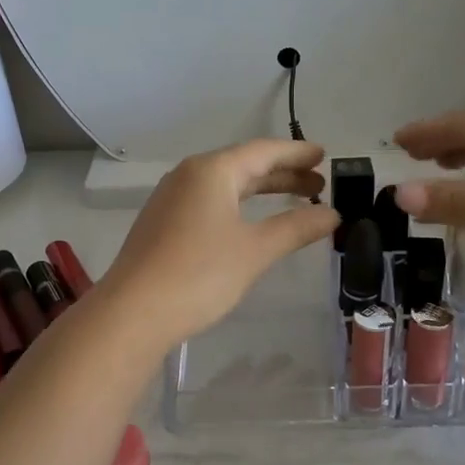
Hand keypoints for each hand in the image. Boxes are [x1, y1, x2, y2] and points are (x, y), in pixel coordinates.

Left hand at [98, 139, 339, 347]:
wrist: (133, 313)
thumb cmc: (199, 274)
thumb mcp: (256, 250)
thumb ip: (296, 228)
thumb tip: (332, 214)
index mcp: (212, 171)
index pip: (263, 151)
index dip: (296, 153)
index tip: (323, 155)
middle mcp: (189, 176)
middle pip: (244, 166)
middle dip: (283, 174)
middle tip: (319, 185)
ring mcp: (172, 199)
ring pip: (226, 186)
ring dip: (262, 191)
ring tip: (296, 201)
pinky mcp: (163, 224)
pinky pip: (210, 203)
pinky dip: (239, 206)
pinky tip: (252, 223)